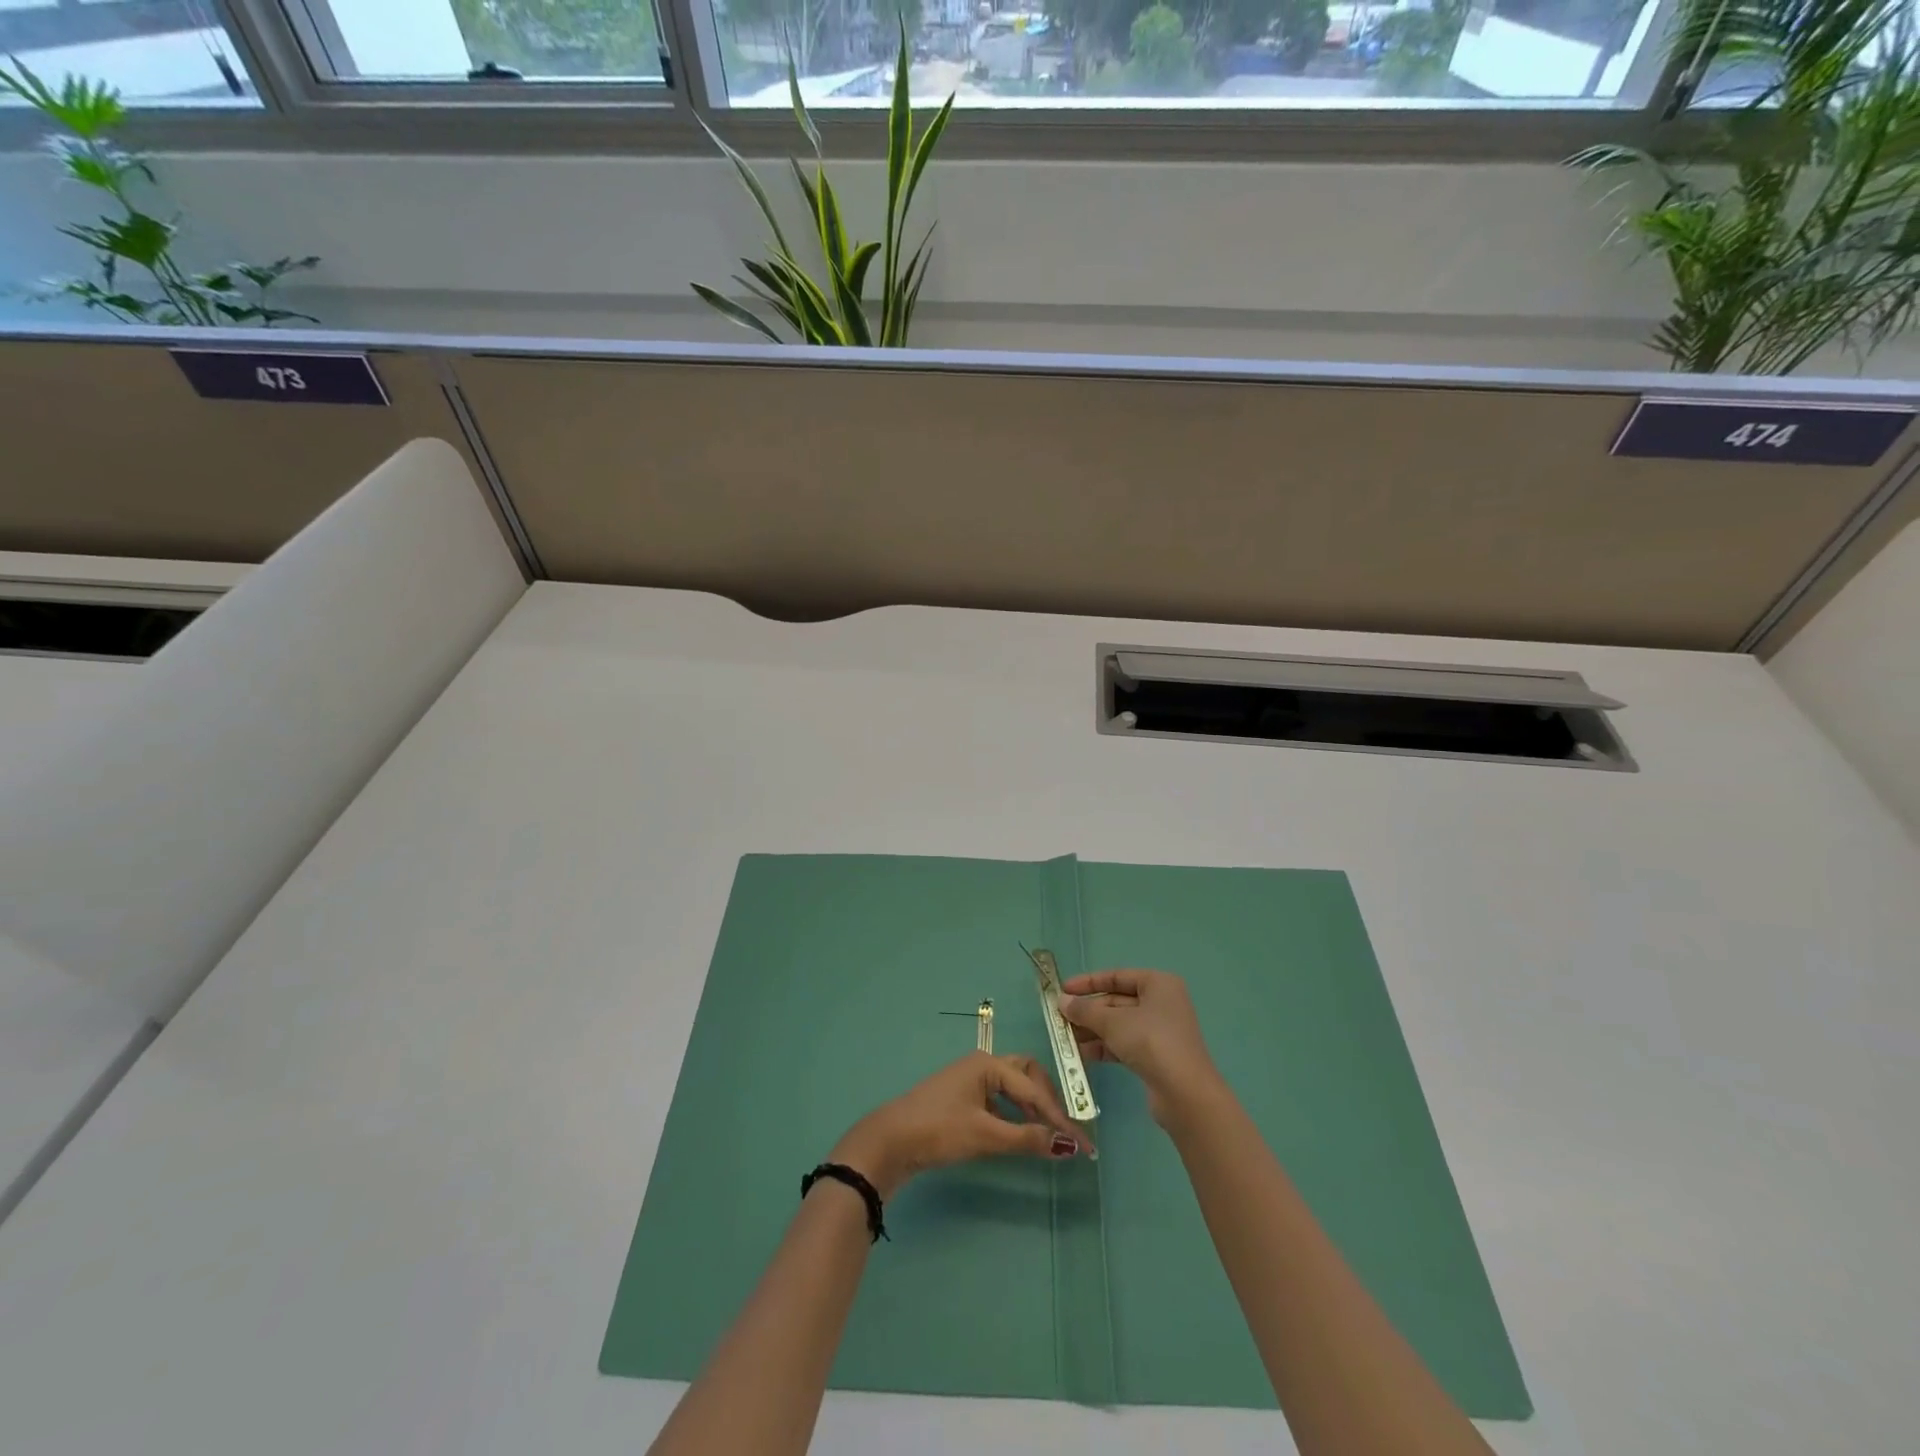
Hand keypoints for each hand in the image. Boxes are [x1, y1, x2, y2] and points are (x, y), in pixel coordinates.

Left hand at [829, 1052, 1086, 1198]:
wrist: (889, 1141)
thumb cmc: (939, 1130)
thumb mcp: (985, 1135)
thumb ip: (1027, 1138)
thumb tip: (1068, 1145)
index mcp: (987, 1065)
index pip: (1034, 1089)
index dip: (1060, 1117)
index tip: (1083, 1144)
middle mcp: (981, 1066)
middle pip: (1026, 1075)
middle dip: (1047, 1100)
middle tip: (1063, 1129)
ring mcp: (970, 1082)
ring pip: (1012, 1088)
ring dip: (1032, 1108)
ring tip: (1047, 1134)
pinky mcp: (962, 1101)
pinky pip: (999, 1100)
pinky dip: (1015, 1115)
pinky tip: (1019, 1133)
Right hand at [1058, 969, 1221, 1127]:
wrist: (1184, 1093)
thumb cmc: (1150, 1041)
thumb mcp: (1112, 1021)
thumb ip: (1085, 1010)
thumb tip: (1062, 1001)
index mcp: (1157, 984)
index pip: (1116, 976)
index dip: (1088, 983)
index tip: (1062, 990)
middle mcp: (1161, 1003)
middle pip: (1116, 1002)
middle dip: (1088, 1012)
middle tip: (1060, 1020)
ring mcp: (1159, 1031)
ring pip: (1118, 1025)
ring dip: (1092, 1031)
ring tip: (1065, 1040)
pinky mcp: (1156, 1056)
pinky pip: (1124, 1044)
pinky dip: (1104, 1047)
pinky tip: (1082, 1056)